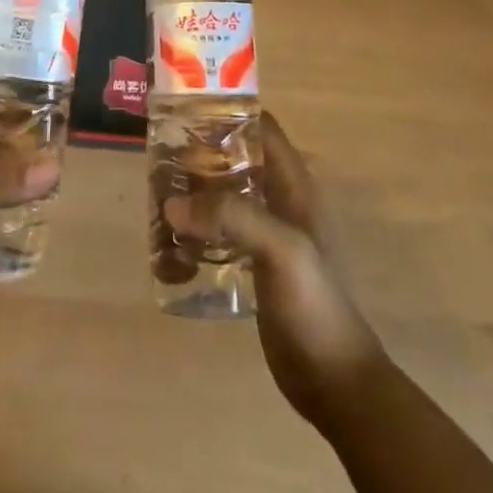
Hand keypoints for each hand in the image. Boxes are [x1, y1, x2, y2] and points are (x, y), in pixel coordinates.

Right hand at [165, 112, 386, 429]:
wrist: (335, 381)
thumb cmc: (315, 304)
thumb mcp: (280, 250)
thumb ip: (231, 218)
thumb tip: (173, 202)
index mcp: (296, 184)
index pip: (261, 128)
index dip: (227, 114)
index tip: (185, 112)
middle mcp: (282, 200)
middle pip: (236, 159)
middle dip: (200, 157)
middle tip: (160, 160)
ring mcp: (268, 233)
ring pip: (225, 196)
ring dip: (194, 195)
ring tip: (158, 200)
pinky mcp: (255, 264)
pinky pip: (220, 233)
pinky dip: (197, 231)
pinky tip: (172, 244)